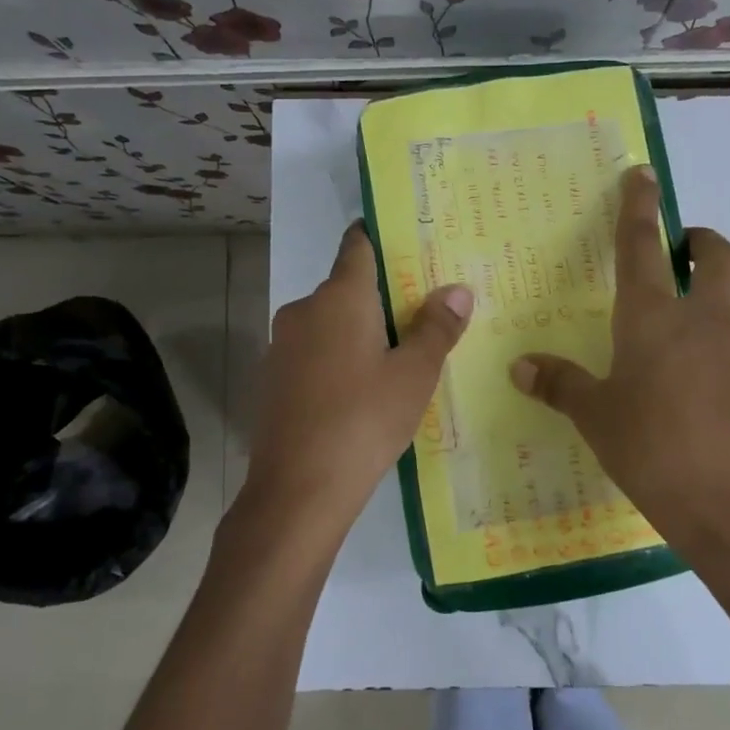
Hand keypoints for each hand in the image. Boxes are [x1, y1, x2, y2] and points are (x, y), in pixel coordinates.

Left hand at [236, 225, 471, 552]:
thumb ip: (437, 327)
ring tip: (398, 357)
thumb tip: (457, 289)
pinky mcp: (273, 380)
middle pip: (347, 287)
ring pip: (330, 324)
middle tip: (423, 314)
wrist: (297, 490)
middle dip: (382, 297)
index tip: (411, 245)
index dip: (383, 238)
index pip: (359, 245)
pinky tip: (359, 392)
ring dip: (359, 331)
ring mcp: (282, 346)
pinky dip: (337, 359)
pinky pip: (313, 353)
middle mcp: (304, 310)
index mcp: (339, 297)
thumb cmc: (364, 420)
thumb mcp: (414, 374)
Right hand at [510, 166, 729, 563]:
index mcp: (654, 318)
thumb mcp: (596, 417)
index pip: (642, 246)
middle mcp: (705, 319)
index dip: (640, 206)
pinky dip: (728, 344)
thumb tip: (520, 367)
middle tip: (681, 250)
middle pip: (717, 255)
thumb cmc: (651, 449)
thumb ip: (559, 384)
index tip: (643, 174)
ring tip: (693, 320)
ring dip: (720, 293)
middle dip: (700, 240)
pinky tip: (709, 382)